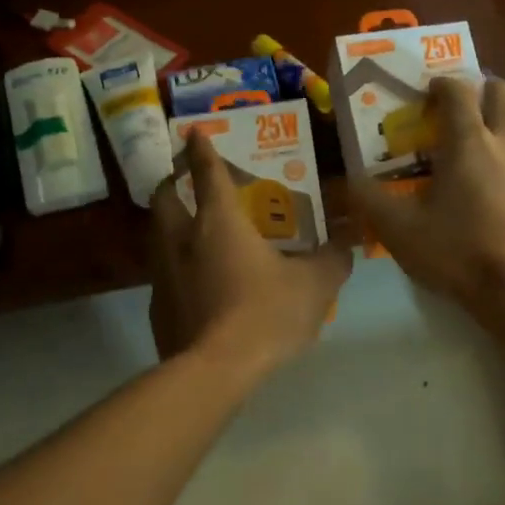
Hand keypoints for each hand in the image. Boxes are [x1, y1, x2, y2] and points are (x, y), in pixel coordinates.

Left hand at [147, 130, 351, 372]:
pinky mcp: (158, 309)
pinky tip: (197, 286)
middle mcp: (181, 240)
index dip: (201, 150)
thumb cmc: (266, 314)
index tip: (193, 133)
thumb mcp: (314, 285)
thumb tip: (345, 243)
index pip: (207, 173)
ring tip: (194, 234)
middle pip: (165, 199)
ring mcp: (163, 275)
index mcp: (218, 223)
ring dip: (172, 227)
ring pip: (158, 237)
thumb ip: (332, 259)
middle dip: (172, 184)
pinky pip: (164, 276)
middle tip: (186, 184)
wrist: (216, 370)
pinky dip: (177, 269)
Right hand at [350, 76, 504, 312]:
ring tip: (474, 158)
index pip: (457, 91)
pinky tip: (497, 196)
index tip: (427, 92)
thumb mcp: (401, 231)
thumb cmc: (459, 252)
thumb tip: (351, 180)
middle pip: (500, 94)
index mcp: (469, 141)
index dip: (441, 85)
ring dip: (497, 128)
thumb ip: (371, 200)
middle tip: (456, 115)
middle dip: (478, 93)